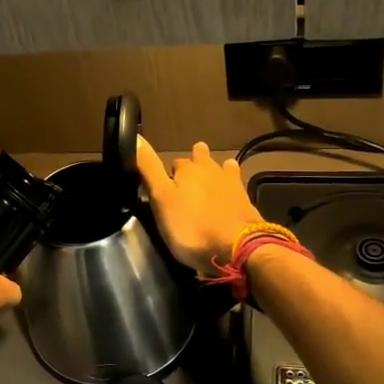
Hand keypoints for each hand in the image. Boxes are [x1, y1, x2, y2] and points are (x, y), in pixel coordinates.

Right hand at [135, 137, 264, 274]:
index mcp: (187, 169)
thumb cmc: (192, 226)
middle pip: (201, 158)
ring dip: (217, 169)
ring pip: (223, 167)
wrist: (238, 247)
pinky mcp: (247, 200)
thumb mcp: (161, 199)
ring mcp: (232, 183)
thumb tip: (137, 136)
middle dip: (195, 162)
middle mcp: (210, 169)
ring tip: (212, 177)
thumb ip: (149, 169)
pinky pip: (238, 186)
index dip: (170, 172)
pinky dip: (233, 187)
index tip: (166, 184)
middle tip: (189, 175)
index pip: (174, 162)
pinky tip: (232, 194)